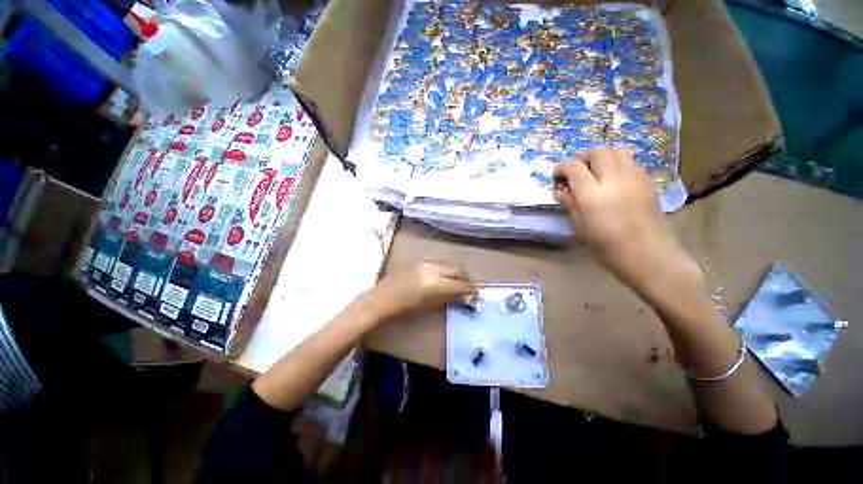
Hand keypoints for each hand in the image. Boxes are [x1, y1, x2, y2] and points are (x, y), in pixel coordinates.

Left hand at [362, 263, 474, 320]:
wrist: (381, 300)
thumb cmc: (403, 309)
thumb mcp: (428, 306)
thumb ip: (447, 299)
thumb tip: (462, 297)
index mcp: (436, 283)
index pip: (461, 285)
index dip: (470, 291)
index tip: (475, 296)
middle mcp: (434, 270)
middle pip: (457, 271)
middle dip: (465, 280)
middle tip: (467, 290)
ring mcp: (426, 264)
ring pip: (449, 267)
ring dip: (456, 275)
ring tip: (456, 285)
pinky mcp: (420, 263)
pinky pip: (439, 266)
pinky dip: (445, 272)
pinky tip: (443, 280)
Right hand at [554, 147, 701, 297]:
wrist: (648, 255)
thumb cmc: (607, 246)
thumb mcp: (580, 227)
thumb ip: (570, 204)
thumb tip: (561, 190)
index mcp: (592, 194)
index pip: (574, 167)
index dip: (562, 167)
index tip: (557, 175)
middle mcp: (614, 180)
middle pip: (598, 151)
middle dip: (583, 157)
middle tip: (576, 170)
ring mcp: (635, 178)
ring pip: (618, 151)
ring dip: (603, 156)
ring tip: (596, 171)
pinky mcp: (648, 182)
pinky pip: (631, 162)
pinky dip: (618, 163)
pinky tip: (614, 180)